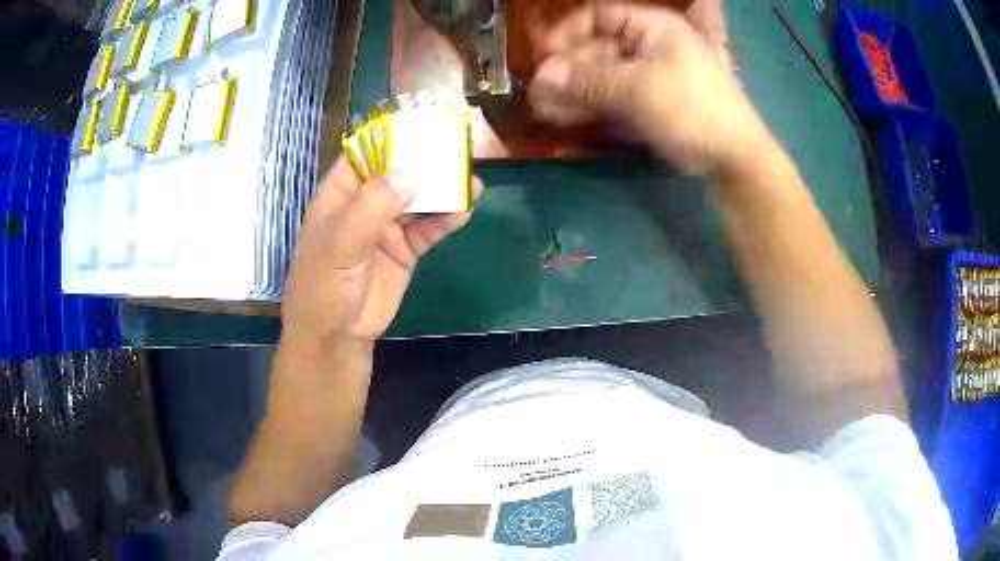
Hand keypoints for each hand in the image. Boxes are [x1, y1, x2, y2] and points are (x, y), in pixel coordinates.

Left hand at [281, 156, 483, 347]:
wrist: (336, 336)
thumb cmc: (324, 286)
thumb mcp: (340, 244)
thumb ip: (372, 207)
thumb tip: (410, 174)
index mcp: (340, 194)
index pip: (366, 153)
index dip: (391, 137)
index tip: (423, 123)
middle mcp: (365, 204)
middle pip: (398, 172)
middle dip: (425, 160)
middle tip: (456, 146)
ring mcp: (387, 226)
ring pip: (418, 199)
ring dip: (442, 189)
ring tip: (469, 178)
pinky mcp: (406, 249)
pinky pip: (429, 228)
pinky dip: (447, 219)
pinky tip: (465, 209)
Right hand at [529, 3, 771, 175]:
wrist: (732, 157)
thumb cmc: (691, 108)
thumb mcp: (637, 89)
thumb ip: (587, 81)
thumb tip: (541, 78)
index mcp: (652, 28)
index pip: (599, 16)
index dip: (568, 32)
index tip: (544, 55)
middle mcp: (648, 46)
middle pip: (596, 50)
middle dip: (566, 71)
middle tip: (536, 94)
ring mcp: (649, 77)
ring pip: (601, 78)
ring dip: (572, 93)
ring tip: (542, 110)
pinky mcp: (649, 104)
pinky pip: (612, 99)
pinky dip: (590, 107)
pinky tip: (563, 118)